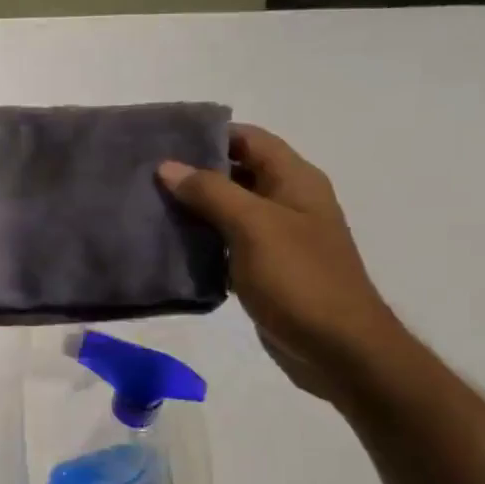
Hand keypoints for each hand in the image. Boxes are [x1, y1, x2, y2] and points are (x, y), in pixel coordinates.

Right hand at [159, 124, 402, 398]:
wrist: (337, 349)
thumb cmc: (299, 279)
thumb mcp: (254, 226)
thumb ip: (211, 192)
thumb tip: (168, 166)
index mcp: (295, 180)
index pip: (249, 139)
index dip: (209, 134)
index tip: (164, 140)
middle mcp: (288, 202)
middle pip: (237, 173)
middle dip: (195, 173)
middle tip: (146, 176)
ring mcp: (277, 238)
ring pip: (229, 211)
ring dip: (195, 209)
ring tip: (149, 207)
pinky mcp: (265, 270)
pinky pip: (228, 245)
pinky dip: (203, 243)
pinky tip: (170, 247)